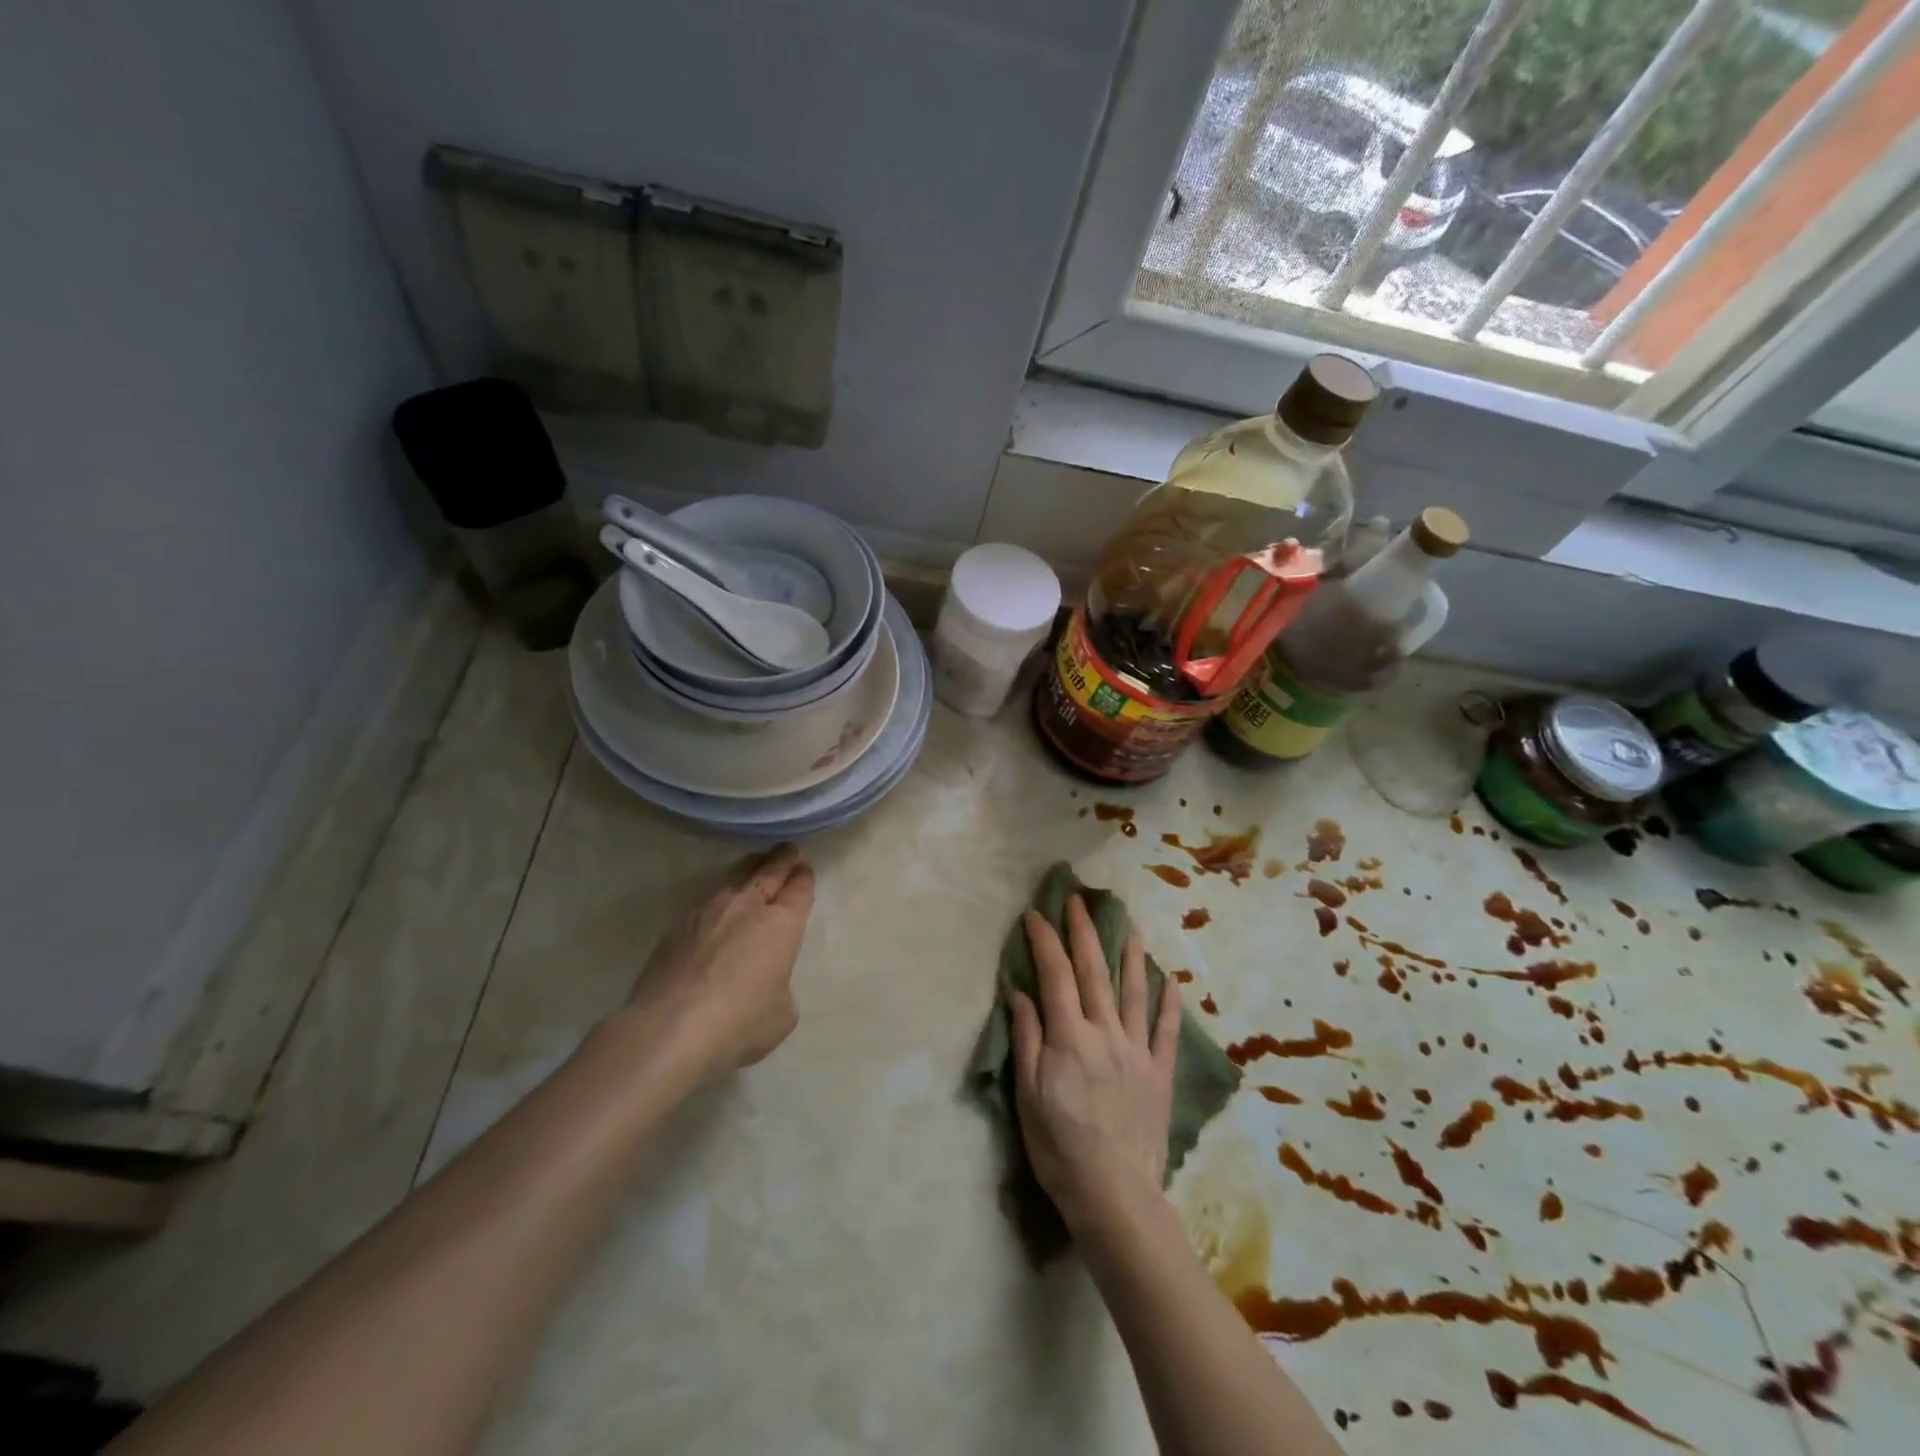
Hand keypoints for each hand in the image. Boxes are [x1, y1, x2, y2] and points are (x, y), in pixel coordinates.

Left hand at [631, 845, 814, 1078]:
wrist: (670, 1029)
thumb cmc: (740, 1022)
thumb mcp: (782, 1013)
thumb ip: (780, 986)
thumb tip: (766, 982)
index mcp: (782, 923)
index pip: (799, 888)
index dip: (803, 878)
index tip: (804, 870)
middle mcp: (747, 907)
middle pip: (768, 872)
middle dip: (781, 859)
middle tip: (786, 850)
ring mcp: (708, 912)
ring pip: (735, 878)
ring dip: (749, 870)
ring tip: (755, 865)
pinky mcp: (678, 927)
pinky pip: (707, 901)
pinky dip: (720, 899)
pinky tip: (719, 909)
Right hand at [1008, 895, 1180, 1235]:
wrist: (1114, 1195)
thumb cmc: (1059, 1147)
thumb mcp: (1028, 1094)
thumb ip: (1027, 1038)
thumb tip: (1020, 992)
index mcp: (1069, 1037)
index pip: (1054, 975)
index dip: (1044, 940)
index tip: (1035, 914)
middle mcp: (1105, 1032)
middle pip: (1093, 972)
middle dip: (1084, 931)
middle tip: (1078, 900)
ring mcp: (1137, 1050)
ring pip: (1134, 991)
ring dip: (1130, 953)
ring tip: (1130, 923)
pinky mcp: (1159, 1073)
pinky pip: (1165, 1031)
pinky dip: (1168, 1004)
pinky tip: (1171, 981)